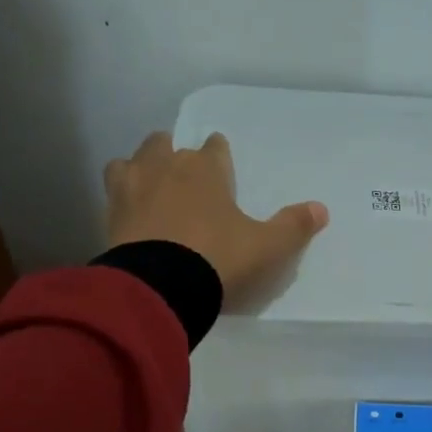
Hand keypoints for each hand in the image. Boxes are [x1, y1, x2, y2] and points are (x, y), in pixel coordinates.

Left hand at [104, 131, 327, 300]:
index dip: (219, 156)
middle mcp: (165, 166)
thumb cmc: (219, 258)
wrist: (160, 287)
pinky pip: (113, 193)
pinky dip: (122, 199)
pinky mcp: (110, 215)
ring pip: (132, 162)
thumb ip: (292, 227)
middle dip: (174, 155)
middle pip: (165, 145)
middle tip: (185, 178)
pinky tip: (131, 215)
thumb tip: (321, 209)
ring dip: (141, 169)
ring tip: (151, 190)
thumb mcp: (266, 247)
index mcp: (205, 168)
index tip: (221, 167)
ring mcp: (132, 188)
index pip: (213, 147)